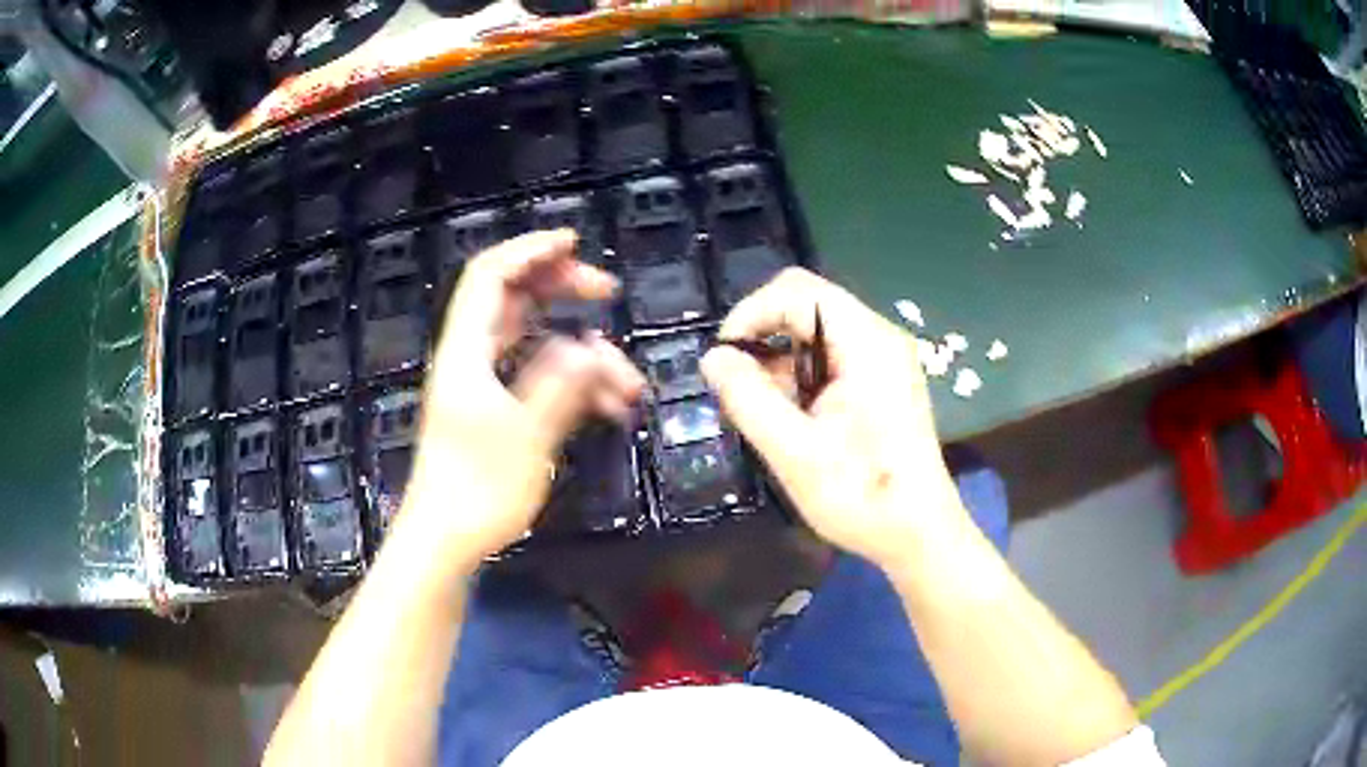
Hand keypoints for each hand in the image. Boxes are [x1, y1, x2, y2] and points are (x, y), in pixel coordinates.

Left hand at [398, 230, 644, 568]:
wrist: (445, 540)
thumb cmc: (477, 490)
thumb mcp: (526, 437)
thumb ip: (560, 385)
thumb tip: (591, 349)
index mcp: (467, 351)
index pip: (491, 276)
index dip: (529, 250)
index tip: (574, 241)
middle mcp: (472, 357)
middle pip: (513, 297)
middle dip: (561, 287)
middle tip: (605, 291)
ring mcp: (484, 383)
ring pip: (534, 340)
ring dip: (580, 349)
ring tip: (625, 379)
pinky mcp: (496, 409)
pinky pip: (538, 375)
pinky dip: (572, 381)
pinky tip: (608, 407)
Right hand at [700, 268, 963, 568]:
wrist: (918, 533)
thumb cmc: (862, 494)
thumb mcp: (794, 451)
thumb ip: (748, 398)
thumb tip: (713, 357)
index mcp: (866, 342)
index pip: (796, 291)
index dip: (750, 313)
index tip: (722, 358)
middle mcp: (878, 337)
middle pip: (807, 303)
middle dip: (763, 334)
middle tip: (737, 383)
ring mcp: (884, 358)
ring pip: (816, 330)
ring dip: (780, 357)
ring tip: (761, 408)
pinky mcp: (882, 381)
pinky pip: (831, 355)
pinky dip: (800, 374)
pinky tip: (791, 415)